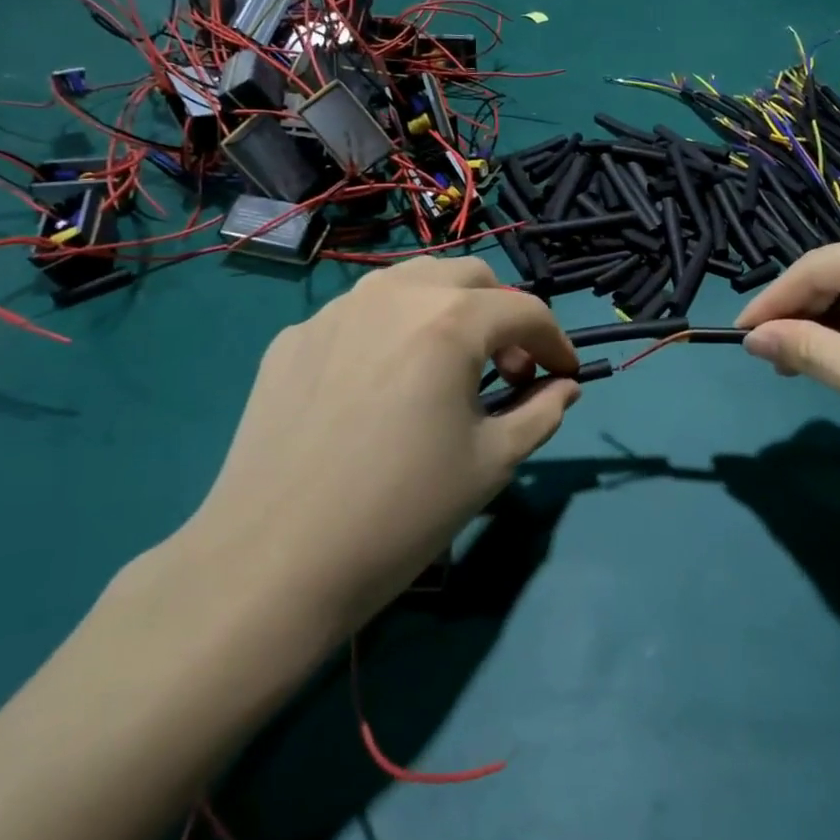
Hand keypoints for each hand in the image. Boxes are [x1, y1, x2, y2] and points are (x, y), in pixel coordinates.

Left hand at [175, 258, 578, 641]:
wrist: (274, 561)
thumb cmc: (403, 511)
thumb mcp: (492, 462)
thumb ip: (540, 412)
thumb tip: (564, 388)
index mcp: (449, 321)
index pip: (524, 310)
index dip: (556, 341)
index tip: (565, 375)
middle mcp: (392, 295)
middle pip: (470, 278)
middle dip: (503, 314)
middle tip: (508, 370)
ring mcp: (335, 312)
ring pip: (409, 282)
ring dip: (447, 310)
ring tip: (447, 366)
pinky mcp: (292, 339)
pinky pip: (359, 315)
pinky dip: (391, 331)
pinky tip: (382, 386)